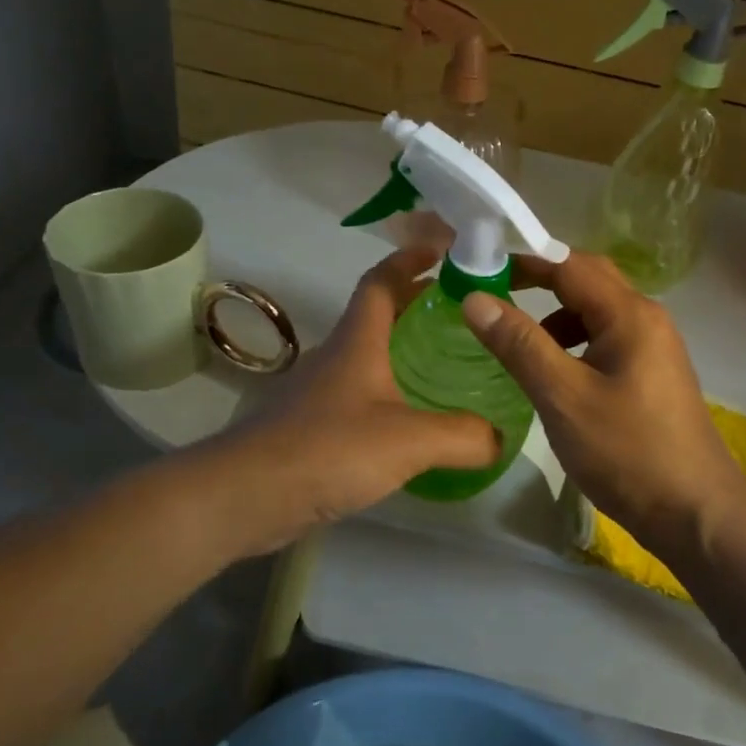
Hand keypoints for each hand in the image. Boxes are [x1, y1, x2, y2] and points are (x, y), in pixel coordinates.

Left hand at [208, 247, 498, 551]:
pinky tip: (408, 424)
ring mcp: (318, 392)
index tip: (442, 250)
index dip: (409, 259)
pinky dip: (386, 394)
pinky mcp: (309, 427)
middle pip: (378, 317)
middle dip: (416, 306)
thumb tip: (501, 439)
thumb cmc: (328, 449)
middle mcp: (335, 357)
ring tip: (446, 368)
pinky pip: (358, 397)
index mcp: (357, 341)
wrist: (245, 495)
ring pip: (367, 358)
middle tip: (463, 315)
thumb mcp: (409, 440)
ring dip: (402, 352)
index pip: (381, 281)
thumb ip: (463, 436)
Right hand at [461, 252, 745, 559]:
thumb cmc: (628, 451)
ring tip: (518, 344)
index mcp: (629, 315)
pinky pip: (607, 341)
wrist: (695, 513)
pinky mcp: (652, 376)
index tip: (480, 268)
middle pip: (588, 281)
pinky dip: (574, 345)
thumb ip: (519, 345)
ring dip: (556, 318)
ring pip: (597, 314)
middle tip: (494, 295)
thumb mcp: (563, 397)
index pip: (569, 265)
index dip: (524, 261)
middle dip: (541, 282)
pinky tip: (555, 376)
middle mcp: (647, 320)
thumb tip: (476, 299)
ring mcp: (654, 349)